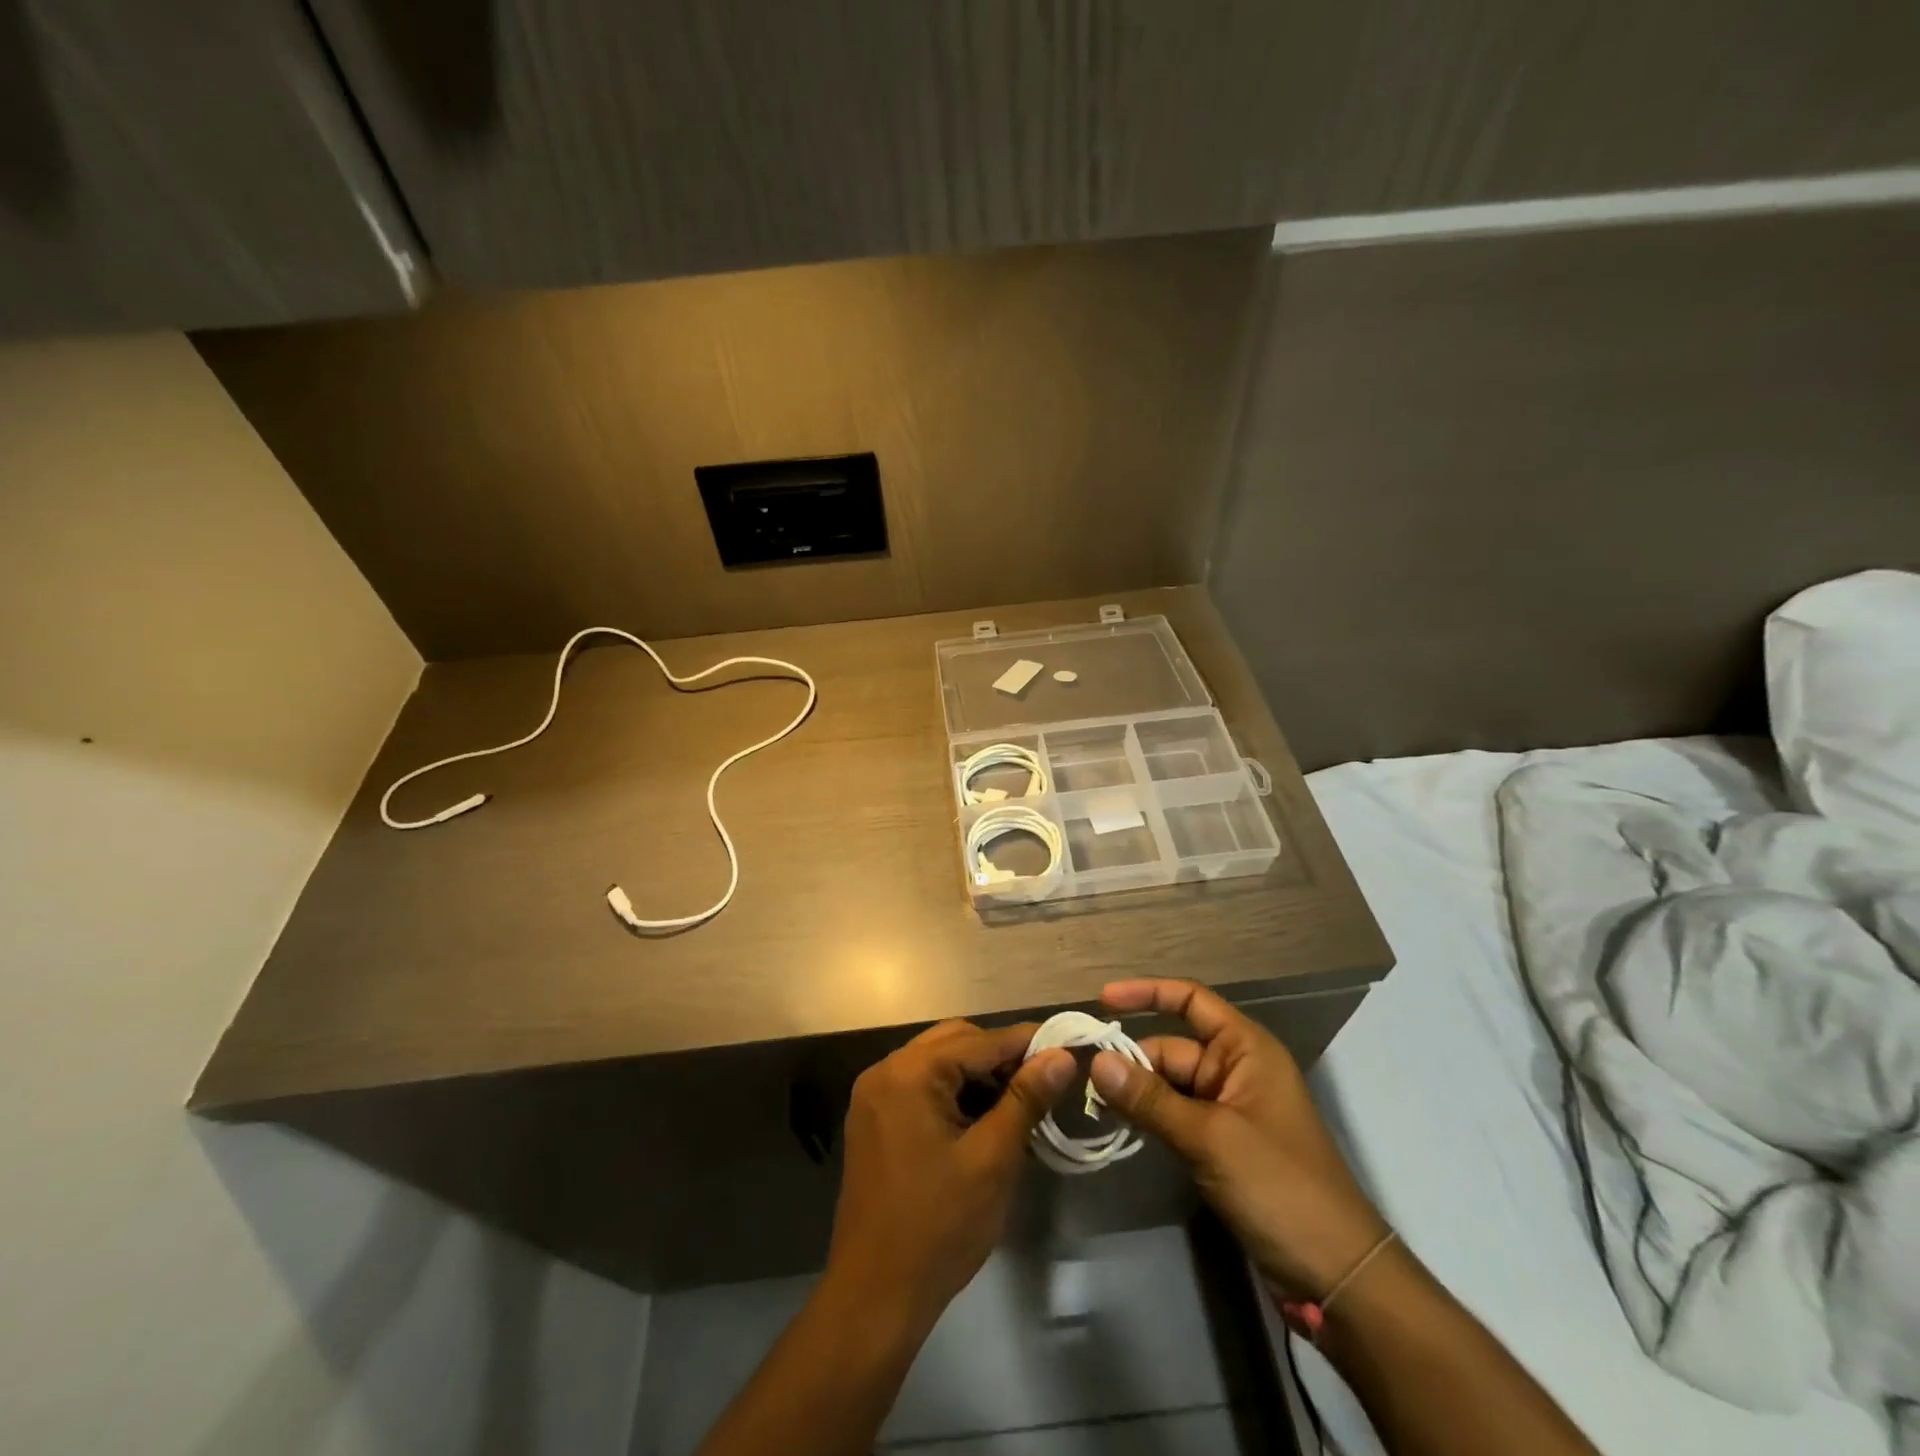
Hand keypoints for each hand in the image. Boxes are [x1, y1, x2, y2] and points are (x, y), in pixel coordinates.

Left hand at [826, 1020, 1075, 1334]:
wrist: (874, 1297)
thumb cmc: (938, 1227)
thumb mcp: (992, 1160)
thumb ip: (1026, 1100)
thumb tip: (1061, 1056)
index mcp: (909, 1073)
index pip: (979, 1041)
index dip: (1025, 1042)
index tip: (1066, 1046)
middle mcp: (886, 1071)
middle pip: (954, 1042)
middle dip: (1000, 1057)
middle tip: (1043, 1080)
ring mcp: (874, 1096)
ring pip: (938, 1063)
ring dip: (977, 1075)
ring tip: (1020, 1101)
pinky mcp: (874, 1121)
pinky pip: (921, 1087)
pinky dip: (954, 1093)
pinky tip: (984, 1118)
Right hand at [1088, 979, 1389, 1300]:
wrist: (1335, 1277)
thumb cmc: (1280, 1187)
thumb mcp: (1210, 1138)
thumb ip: (1151, 1099)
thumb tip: (1095, 1062)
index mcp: (1246, 1049)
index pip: (1191, 1000)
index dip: (1148, 993)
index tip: (1102, 999)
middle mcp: (1237, 1070)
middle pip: (1172, 1048)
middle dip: (1131, 1058)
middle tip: (1083, 1077)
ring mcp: (1229, 1110)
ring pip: (1170, 1085)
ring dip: (1136, 1091)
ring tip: (1092, 1102)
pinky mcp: (1222, 1146)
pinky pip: (1176, 1116)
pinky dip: (1150, 1118)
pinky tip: (1119, 1126)